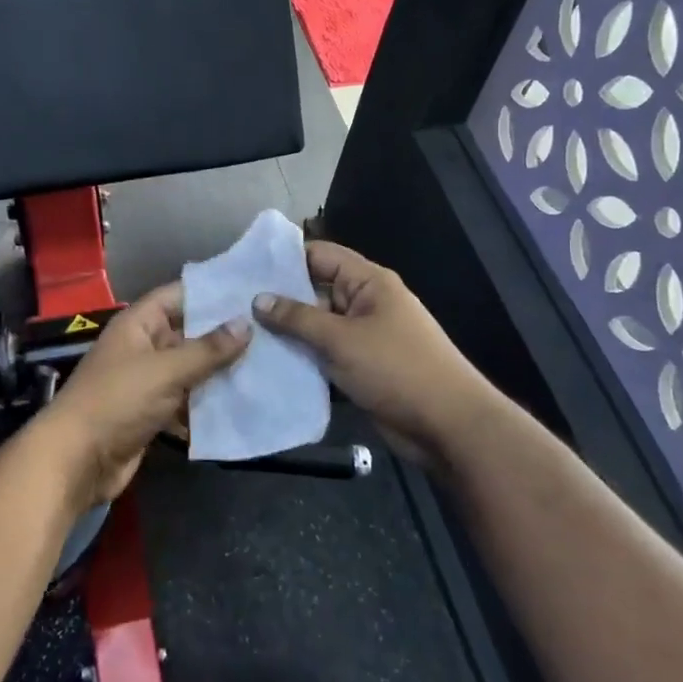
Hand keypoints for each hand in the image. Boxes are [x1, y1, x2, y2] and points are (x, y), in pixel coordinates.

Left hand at [32, 284, 250, 508]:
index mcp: (138, 325)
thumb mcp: (165, 370)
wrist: (78, 460)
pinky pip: (185, 400)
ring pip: (189, 369)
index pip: (178, 296)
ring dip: (219, 372)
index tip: (250, 291)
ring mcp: (146, 381)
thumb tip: (245, 323)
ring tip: (267, 365)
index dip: (211, 292)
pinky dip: (206, 403)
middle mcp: (143, 347)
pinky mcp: (151, 413)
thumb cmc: (117, 401)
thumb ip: (207, 349)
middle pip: (187, 334)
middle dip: (223, 336)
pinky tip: (242, 403)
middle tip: (269, 331)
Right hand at [252, 242, 492, 466]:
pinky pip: (325, 355)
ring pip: (317, 327)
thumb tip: (258, 299)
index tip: (244, 269)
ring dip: (288, 333)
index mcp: (368, 283)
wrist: (448, 426)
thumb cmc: (397, 369)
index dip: (284, 259)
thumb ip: (297, 318)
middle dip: (279, 299)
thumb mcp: (342, 339)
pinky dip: (303, 358)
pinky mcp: (361, 368)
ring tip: (242, 335)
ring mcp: (364, 337)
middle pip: (316, 291)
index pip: (320, 255)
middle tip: (234, 306)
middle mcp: (365, 304)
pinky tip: (268, 364)